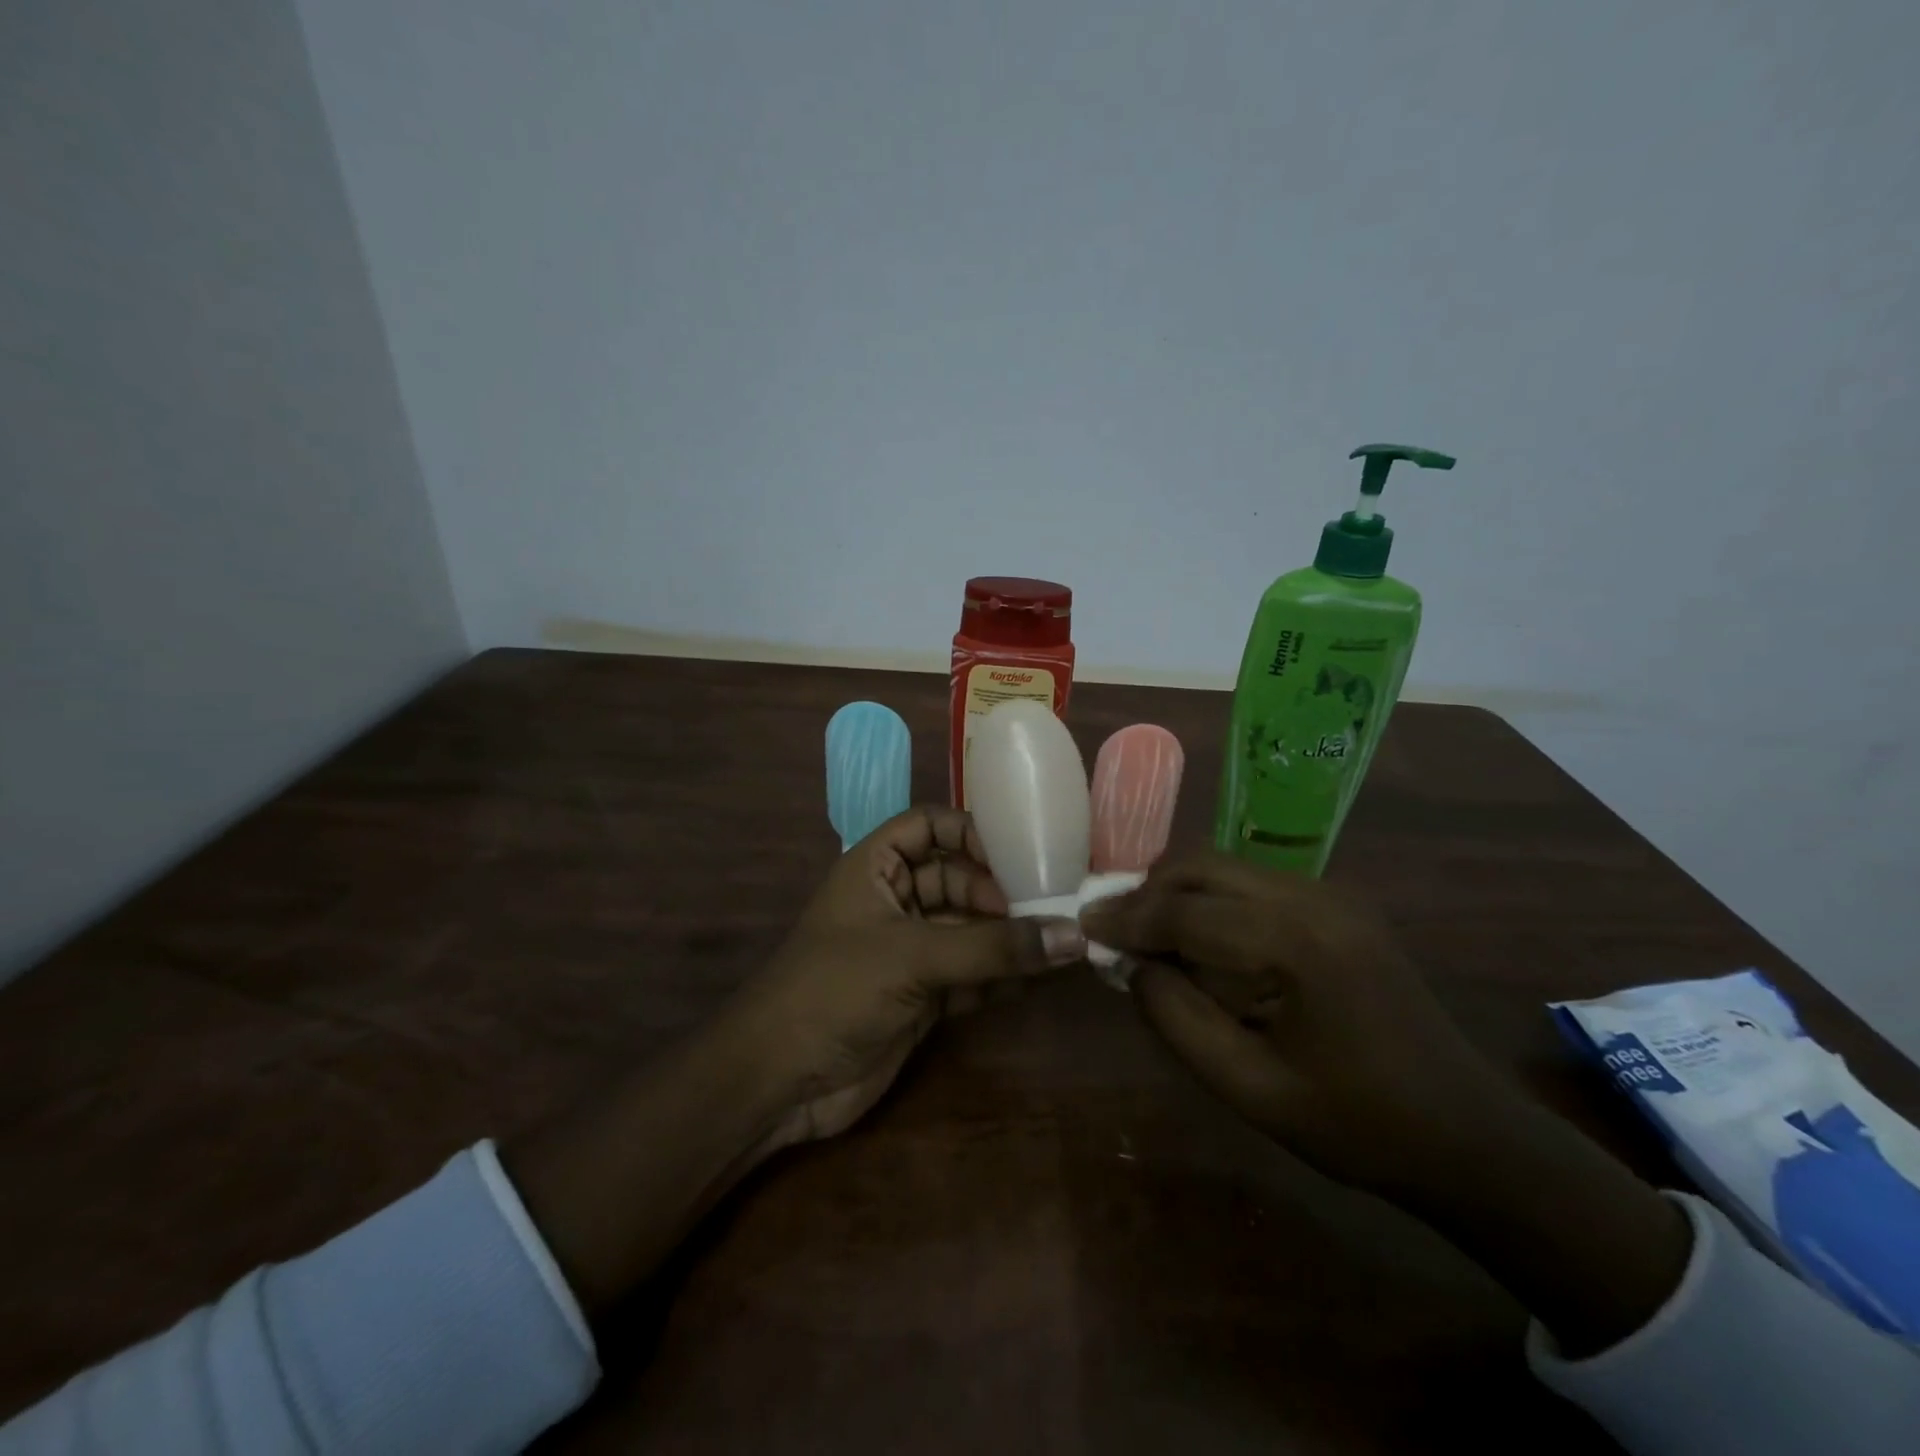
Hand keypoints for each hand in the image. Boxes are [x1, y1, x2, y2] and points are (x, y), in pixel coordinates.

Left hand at [718, 805, 1086, 1152]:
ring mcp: (909, 951)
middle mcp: (895, 902)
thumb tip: (1074, 935)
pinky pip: (972, 975)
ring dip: (1009, 938)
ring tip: (1064, 942)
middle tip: (1052, 909)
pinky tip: (1041, 978)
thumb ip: (992, 948)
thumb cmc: (835, 989)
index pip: (928, 826)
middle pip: (957, 879)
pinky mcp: (922, 997)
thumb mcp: (913, 957)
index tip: (1016, 857)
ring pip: (969, 931)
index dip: (969, 833)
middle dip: (1000, 892)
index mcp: (875, 867)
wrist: (780, 1082)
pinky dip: (1002, 977)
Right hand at [1081, 852, 1515, 1199]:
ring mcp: (1330, 894)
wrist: (1465, 1132)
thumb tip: (1131, 965)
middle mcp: (1313, 898)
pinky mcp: (1336, 903)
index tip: (1081, 926)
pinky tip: (1198, 940)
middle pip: (1202, 868)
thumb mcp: (1249, 1088)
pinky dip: (1210, 901)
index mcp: (1297, 943)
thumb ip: (1177, 1018)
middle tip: (1111, 931)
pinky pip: (1251, 884)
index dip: (1126, 918)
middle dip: (1147, 893)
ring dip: (1176, 894)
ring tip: (1146, 937)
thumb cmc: (1355, 1124)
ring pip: (1224, 868)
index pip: (1186, 912)